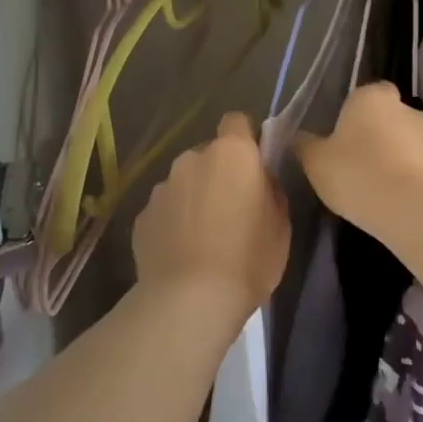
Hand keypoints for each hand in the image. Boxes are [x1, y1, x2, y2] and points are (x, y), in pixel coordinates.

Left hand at [133, 112, 289, 319]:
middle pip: (209, 154)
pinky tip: (182, 252)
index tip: (253, 166)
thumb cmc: (247, 258)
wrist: (189, 300)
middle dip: (219, 174)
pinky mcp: (142, 215)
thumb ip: (269, 189)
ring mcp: (162, 187)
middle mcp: (192, 159)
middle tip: (232, 210)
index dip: (245, 139)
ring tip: (204, 237)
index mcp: (231, 153)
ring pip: (184, 182)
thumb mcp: (280, 224)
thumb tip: (259, 179)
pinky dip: (174, 222)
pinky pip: (165, 209)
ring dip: (194, 198)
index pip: (236, 121)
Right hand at [293, 82, 422, 234]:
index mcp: (371, 96)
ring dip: (392, 155)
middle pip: (386, 116)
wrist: (410, 208)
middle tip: (353, 160)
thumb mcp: (315, 160)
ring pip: (403, 140)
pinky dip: (405, 175)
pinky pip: (416, 165)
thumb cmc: (356, 172)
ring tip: (372, 184)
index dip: (351, 114)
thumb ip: (304, 144)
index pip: (362, 95)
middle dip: (374, 133)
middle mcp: (403, 107)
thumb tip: (295, 135)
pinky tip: (389, 197)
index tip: (338, 136)